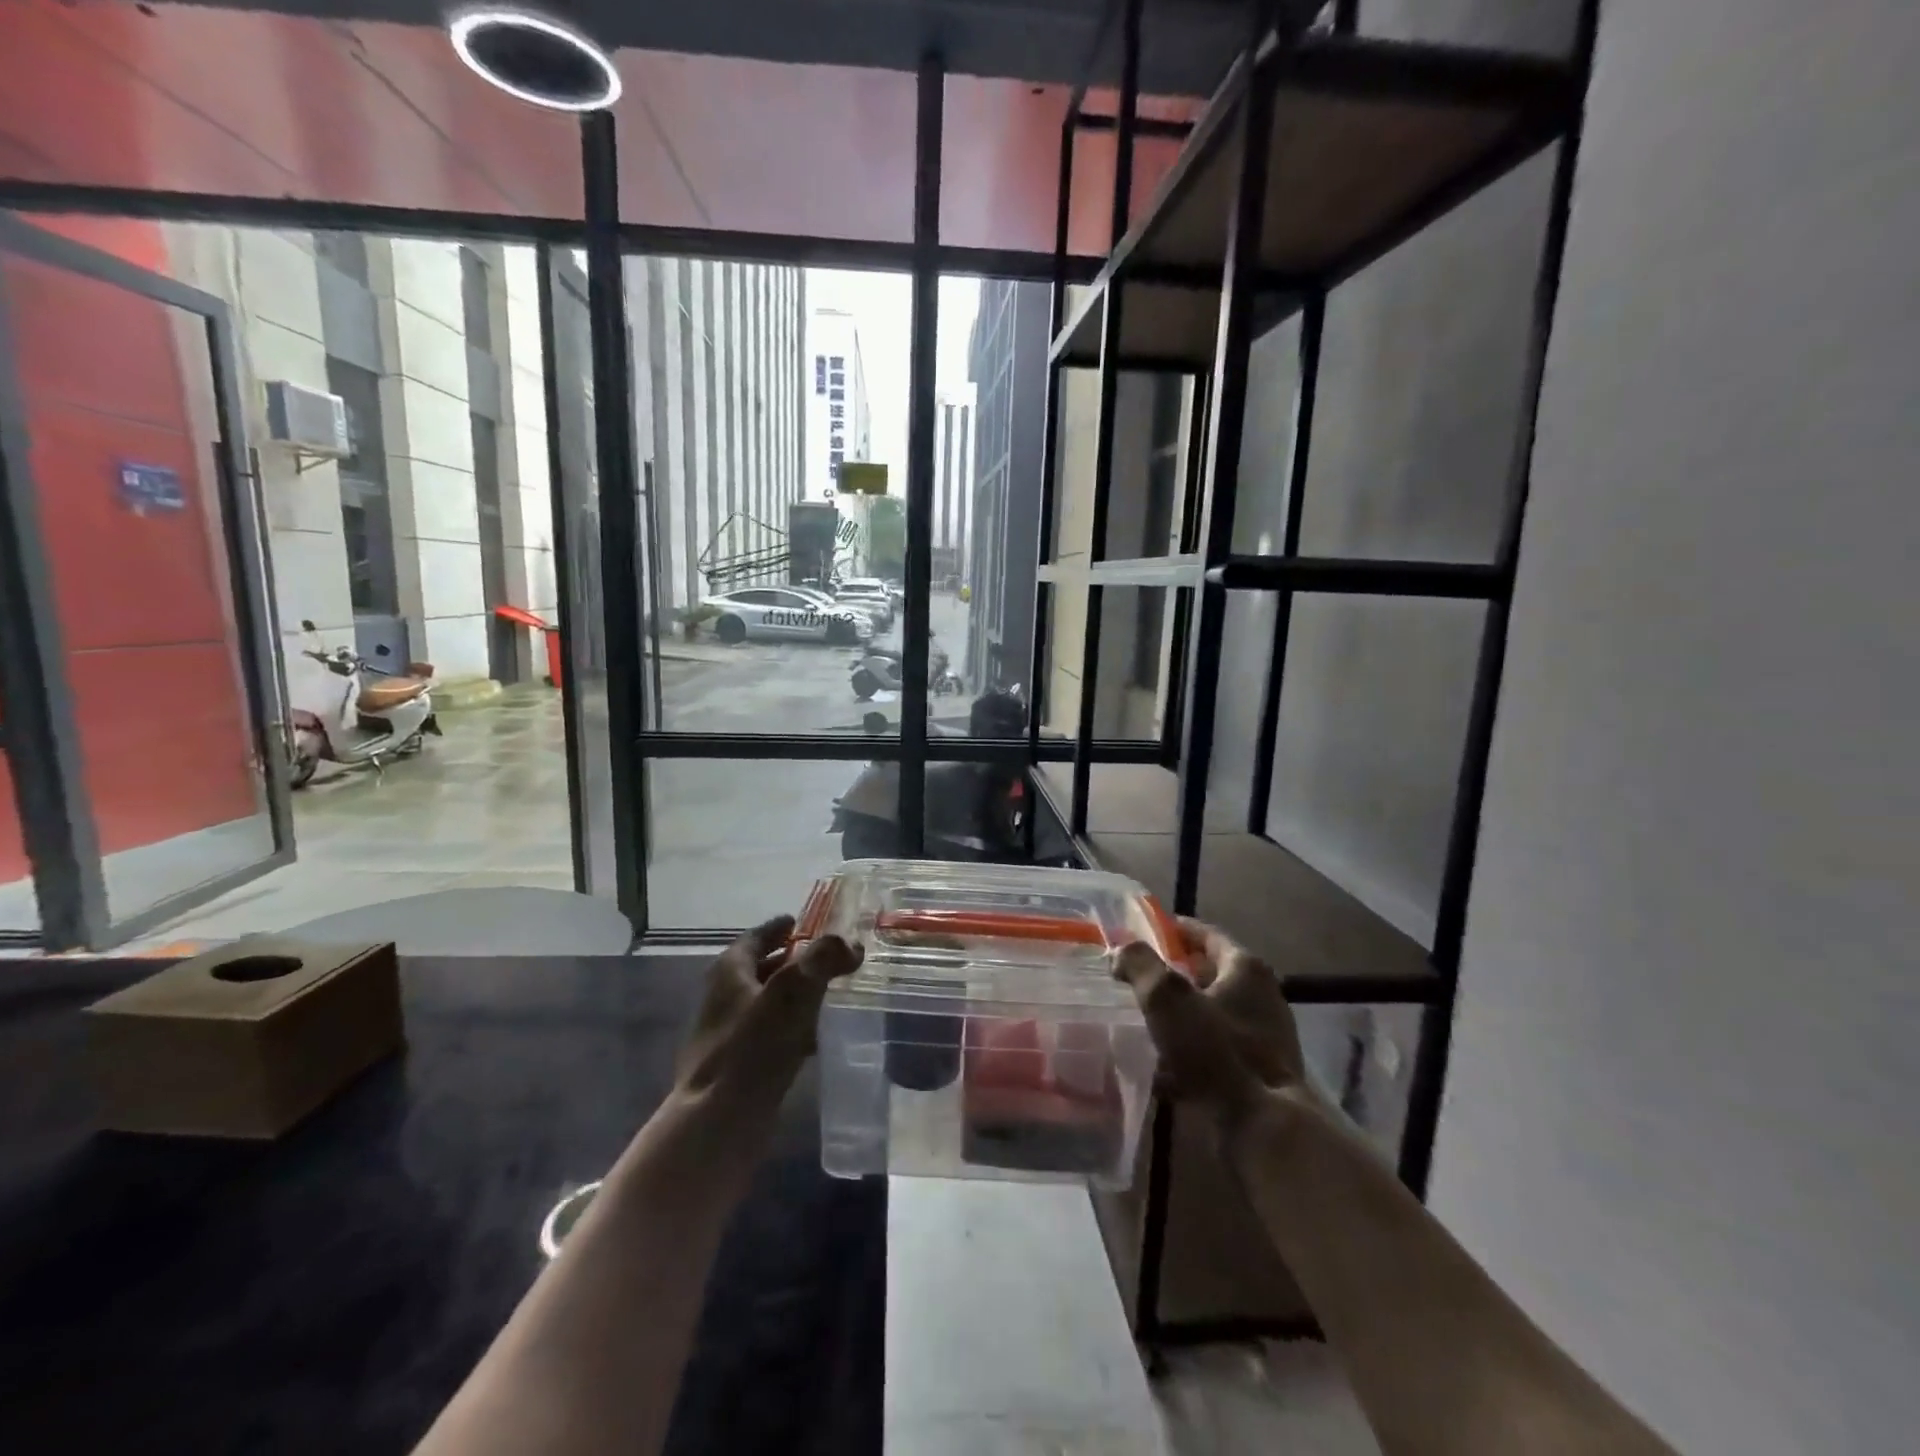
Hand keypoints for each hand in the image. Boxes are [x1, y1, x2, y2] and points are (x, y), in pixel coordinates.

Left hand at [677, 916, 863, 1099]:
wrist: (717, 1124)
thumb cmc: (753, 1048)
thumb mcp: (794, 991)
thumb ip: (824, 959)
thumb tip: (850, 944)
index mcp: (730, 972)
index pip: (756, 938)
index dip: (778, 928)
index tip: (799, 921)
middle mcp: (723, 999)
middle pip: (759, 970)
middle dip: (790, 962)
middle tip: (823, 958)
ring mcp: (726, 1036)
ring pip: (765, 1004)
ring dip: (793, 997)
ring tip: (827, 995)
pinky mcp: (735, 1069)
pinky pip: (768, 1037)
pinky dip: (790, 1029)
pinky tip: (814, 1040)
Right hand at [1113, 918, 1304, 1125]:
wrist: (1263, 1128)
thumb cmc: (1216, 1051)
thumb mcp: (1167, 998)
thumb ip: (1140, 965)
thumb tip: (1121, 952)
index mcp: (1245, 969)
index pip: (1207, 934)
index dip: (1175, 929)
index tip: (1145, 932)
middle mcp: (1262, 996)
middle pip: (1211, 974)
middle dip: (1175, 975)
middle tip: (1140, 978)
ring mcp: (1265, 1037)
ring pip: (1213, 1014)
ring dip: (1182, 1015)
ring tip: (1146, 1021)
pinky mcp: (1260, 1073)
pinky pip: (1217, 1050)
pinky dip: (1192, 1050)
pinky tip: (1164, 1066)